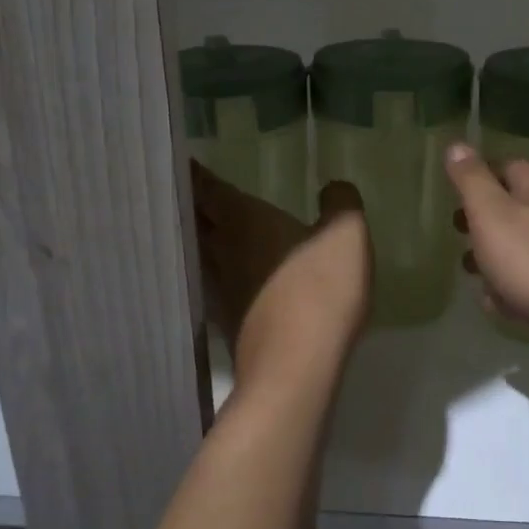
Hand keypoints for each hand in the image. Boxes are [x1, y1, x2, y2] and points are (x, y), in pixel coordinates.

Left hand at [191, 162, 371, 382]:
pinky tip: (225, 279)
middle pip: (197, 221)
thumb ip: (340, 204)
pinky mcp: (229, 322)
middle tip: (186, 189)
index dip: (196, 174)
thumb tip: (333, 187)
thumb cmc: (320, 288)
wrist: (297, 367)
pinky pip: (215, 286)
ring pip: (201, 255)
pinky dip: (215, 275)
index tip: (182, 161)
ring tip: (202, 227)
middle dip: (190, 204)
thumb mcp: (346, 234)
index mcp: (245, 220)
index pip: (210, 189)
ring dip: (198, 239)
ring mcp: (222, 289)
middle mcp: (223, 250)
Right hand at [444, 143, 528, 345]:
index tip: (455, 189)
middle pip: (515, 208)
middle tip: (458, 231)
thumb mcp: (492, 214)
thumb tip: (457, 145)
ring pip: (522, 247)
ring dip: (494, 256)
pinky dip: (512, 289)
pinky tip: (498, 306)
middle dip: (483, 220)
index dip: (481, 173)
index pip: (510, 166)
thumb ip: (472, 181)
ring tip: (470, 272)